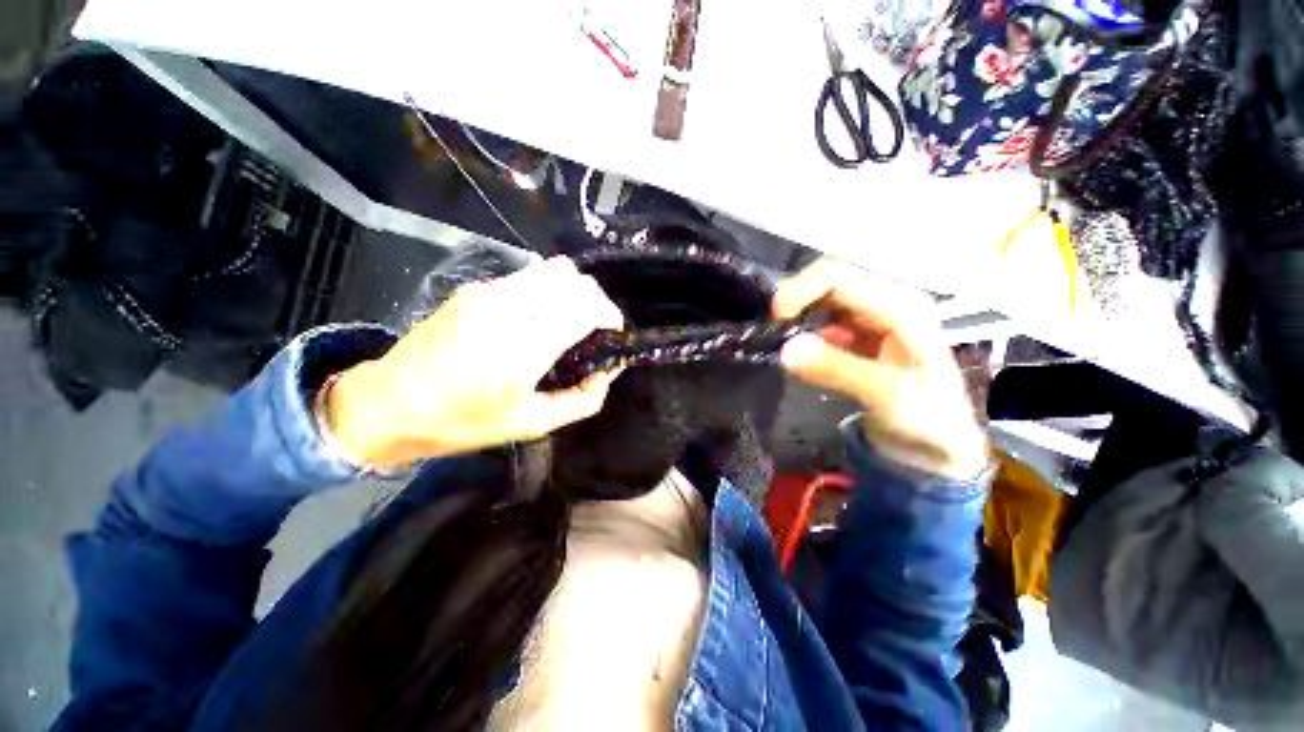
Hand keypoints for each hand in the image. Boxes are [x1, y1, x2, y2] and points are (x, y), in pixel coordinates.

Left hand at [324, 257, 624, 468]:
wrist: (390, 404)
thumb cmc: (463, 422)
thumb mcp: (532, 423)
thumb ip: (581, 400)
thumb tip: (607, 373)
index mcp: (523, 349)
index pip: (583, 307)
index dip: (609, 314)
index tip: (614, 330)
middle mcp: (507, 310)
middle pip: (571, 278)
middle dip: (595, 298)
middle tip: (597, 325)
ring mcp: (487, 293)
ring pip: (551, 269)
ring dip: (572, 290)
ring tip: (574, 317)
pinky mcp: (474, 289)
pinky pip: (527, 277)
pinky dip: (548, 290)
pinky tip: (542, 315)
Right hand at [773, 260, 987, 479]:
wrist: (940, 443)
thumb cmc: (927, 419)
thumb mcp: (887, 396)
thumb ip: (838, 369)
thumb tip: (786, 349)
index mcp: (901, 306)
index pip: (838, 277)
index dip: (800, 291)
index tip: (776, 321)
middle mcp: (886, 301)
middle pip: (827, 281)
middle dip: (795, 301)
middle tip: (773, 332)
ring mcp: (872, 317)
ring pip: (822, 299)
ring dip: (798, 316)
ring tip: (782, 342)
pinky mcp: (860, 333)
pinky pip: (823, 320)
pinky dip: (804, 330)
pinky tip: (801, 352)